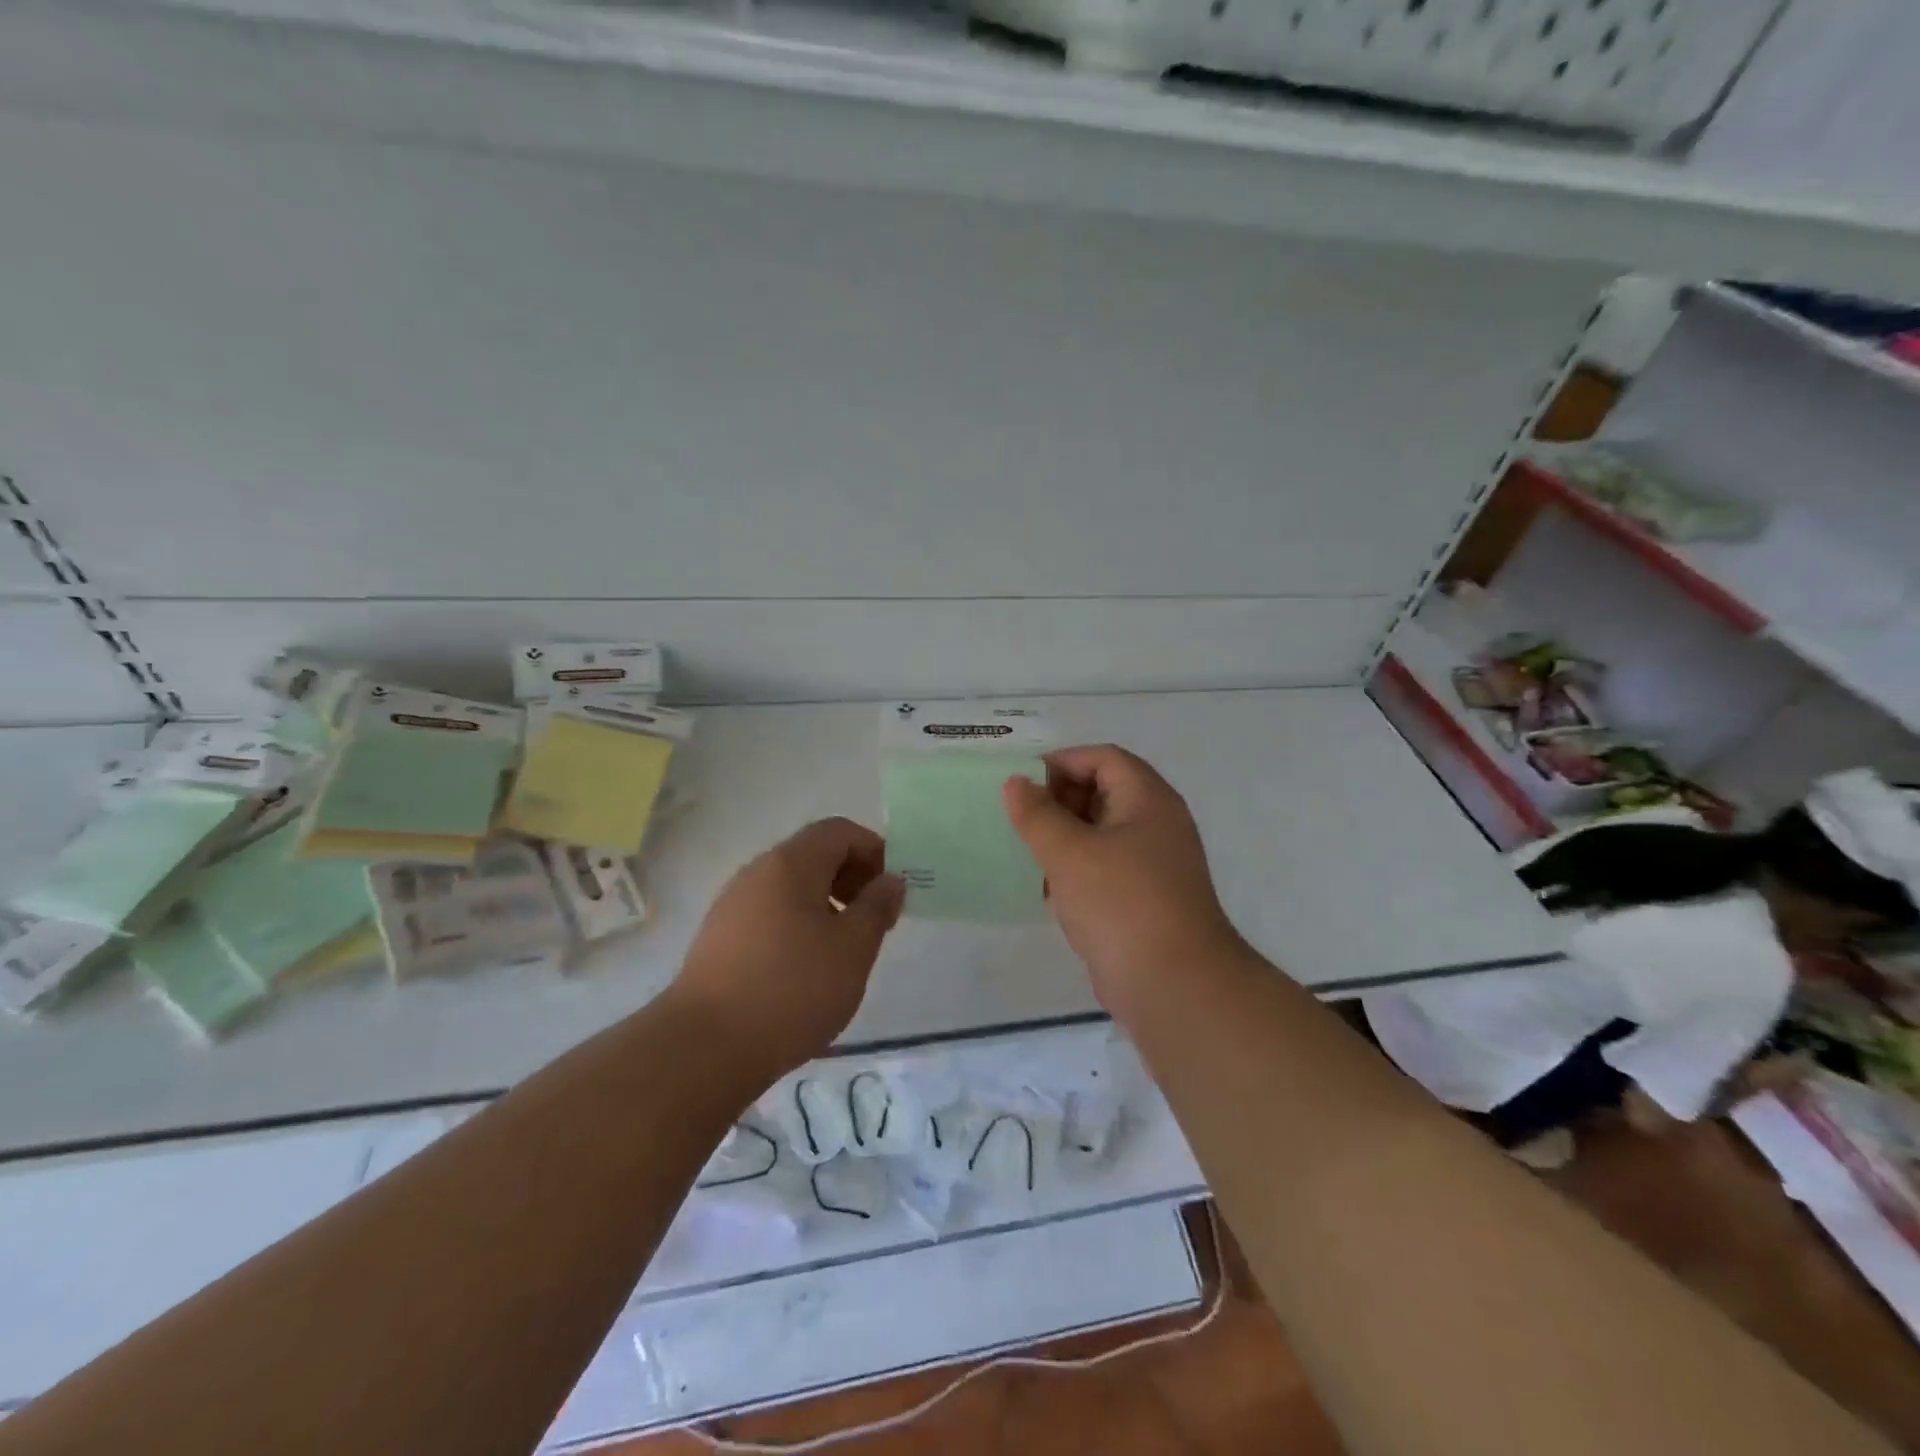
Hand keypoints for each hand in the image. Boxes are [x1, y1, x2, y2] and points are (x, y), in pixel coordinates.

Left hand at [674, 817, 905, 1076]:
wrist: (705, 1047)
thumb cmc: (792, 988)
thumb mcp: (853, 948)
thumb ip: (877, 906)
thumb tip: (890, 880)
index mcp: (791, 863)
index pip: (839, 831)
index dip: (874, 851)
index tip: (891, 892)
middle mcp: (757, 872)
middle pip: (814, 855)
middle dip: (852, 879)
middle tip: (874, 922)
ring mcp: (733, 905)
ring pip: (791, 887)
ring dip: (826, 905)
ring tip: (843, 951)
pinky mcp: (719, 938)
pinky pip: (770, 914)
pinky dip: (798, 925)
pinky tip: (805, 969)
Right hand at [1004, 745, 1244, 1018]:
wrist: (1173, 985)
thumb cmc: (1121, 904)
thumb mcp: (1070, 853)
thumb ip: (1038, 814)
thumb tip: (1015, 783)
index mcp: (1148, 800)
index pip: (1103, 759)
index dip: (1061, 762)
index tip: (1021, 782)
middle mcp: (1156, 824)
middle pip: (1103, 792)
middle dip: (1058, 800)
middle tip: (1018, 817)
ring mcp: (1152, 864)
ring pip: (1101, 833)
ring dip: (1063, 836)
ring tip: (1023, 848)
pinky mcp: (1143, 899)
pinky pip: (1104, 868)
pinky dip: (1075, 868)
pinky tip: (1044, 885)